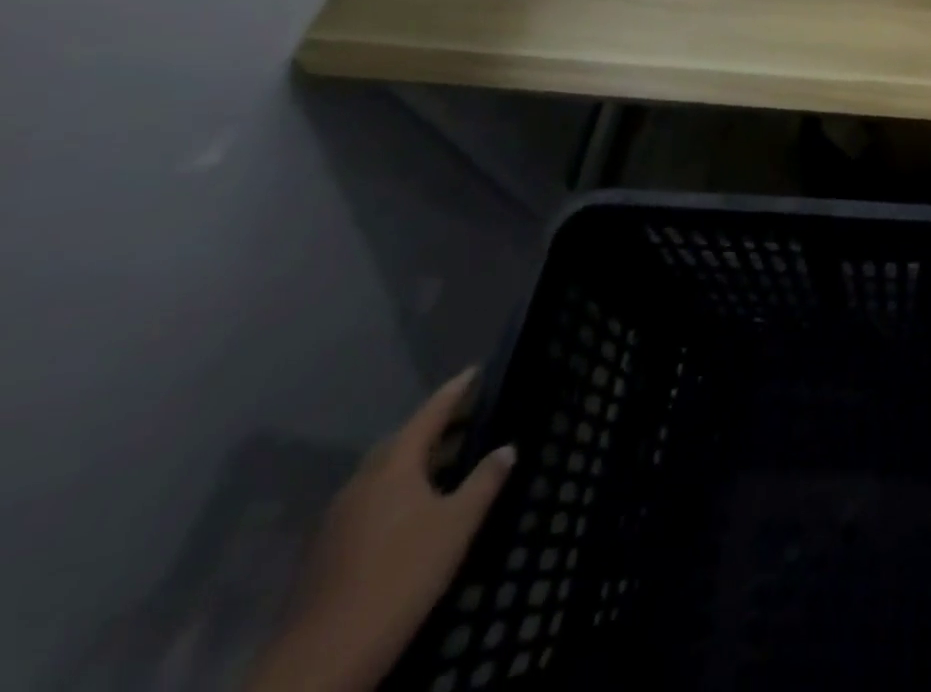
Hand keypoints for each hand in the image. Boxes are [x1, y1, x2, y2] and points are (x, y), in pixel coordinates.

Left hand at [247, 369, 516, 691]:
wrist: (321, 662)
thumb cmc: (400, 577)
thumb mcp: (457, 526)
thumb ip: (484, 481)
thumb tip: (507, 448)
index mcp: (393, 467)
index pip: (429, 413)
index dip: (455, 391)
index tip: (476, 371)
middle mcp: (361, 482)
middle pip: (402, 441)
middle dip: (435, 427)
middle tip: (470, 419)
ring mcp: (336, 518)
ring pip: (383, 473)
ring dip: (415, 461)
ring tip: (449, 463)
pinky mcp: (325, 551)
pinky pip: (369, 501)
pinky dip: (397, 490)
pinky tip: (414, 510)